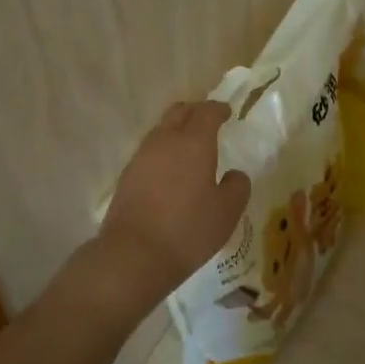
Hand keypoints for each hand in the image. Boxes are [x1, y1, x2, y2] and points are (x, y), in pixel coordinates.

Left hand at [79, 99, 249, 321]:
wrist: (134, 254)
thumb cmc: (188, 229)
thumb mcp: (227, 212)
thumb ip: (237, 186)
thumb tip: (233, 174)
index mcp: (193, 142)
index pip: (207, 112)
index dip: (218, 109)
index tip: (227, 111)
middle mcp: (165, 141)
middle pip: (179, 112)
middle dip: (195, 111)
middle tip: (208, 120)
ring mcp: (141, 157)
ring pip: (161, 130)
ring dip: (176, 130)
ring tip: (189, 145)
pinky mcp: (127, 175)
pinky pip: (150, 151)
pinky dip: (164, 150)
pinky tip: (170, 169)